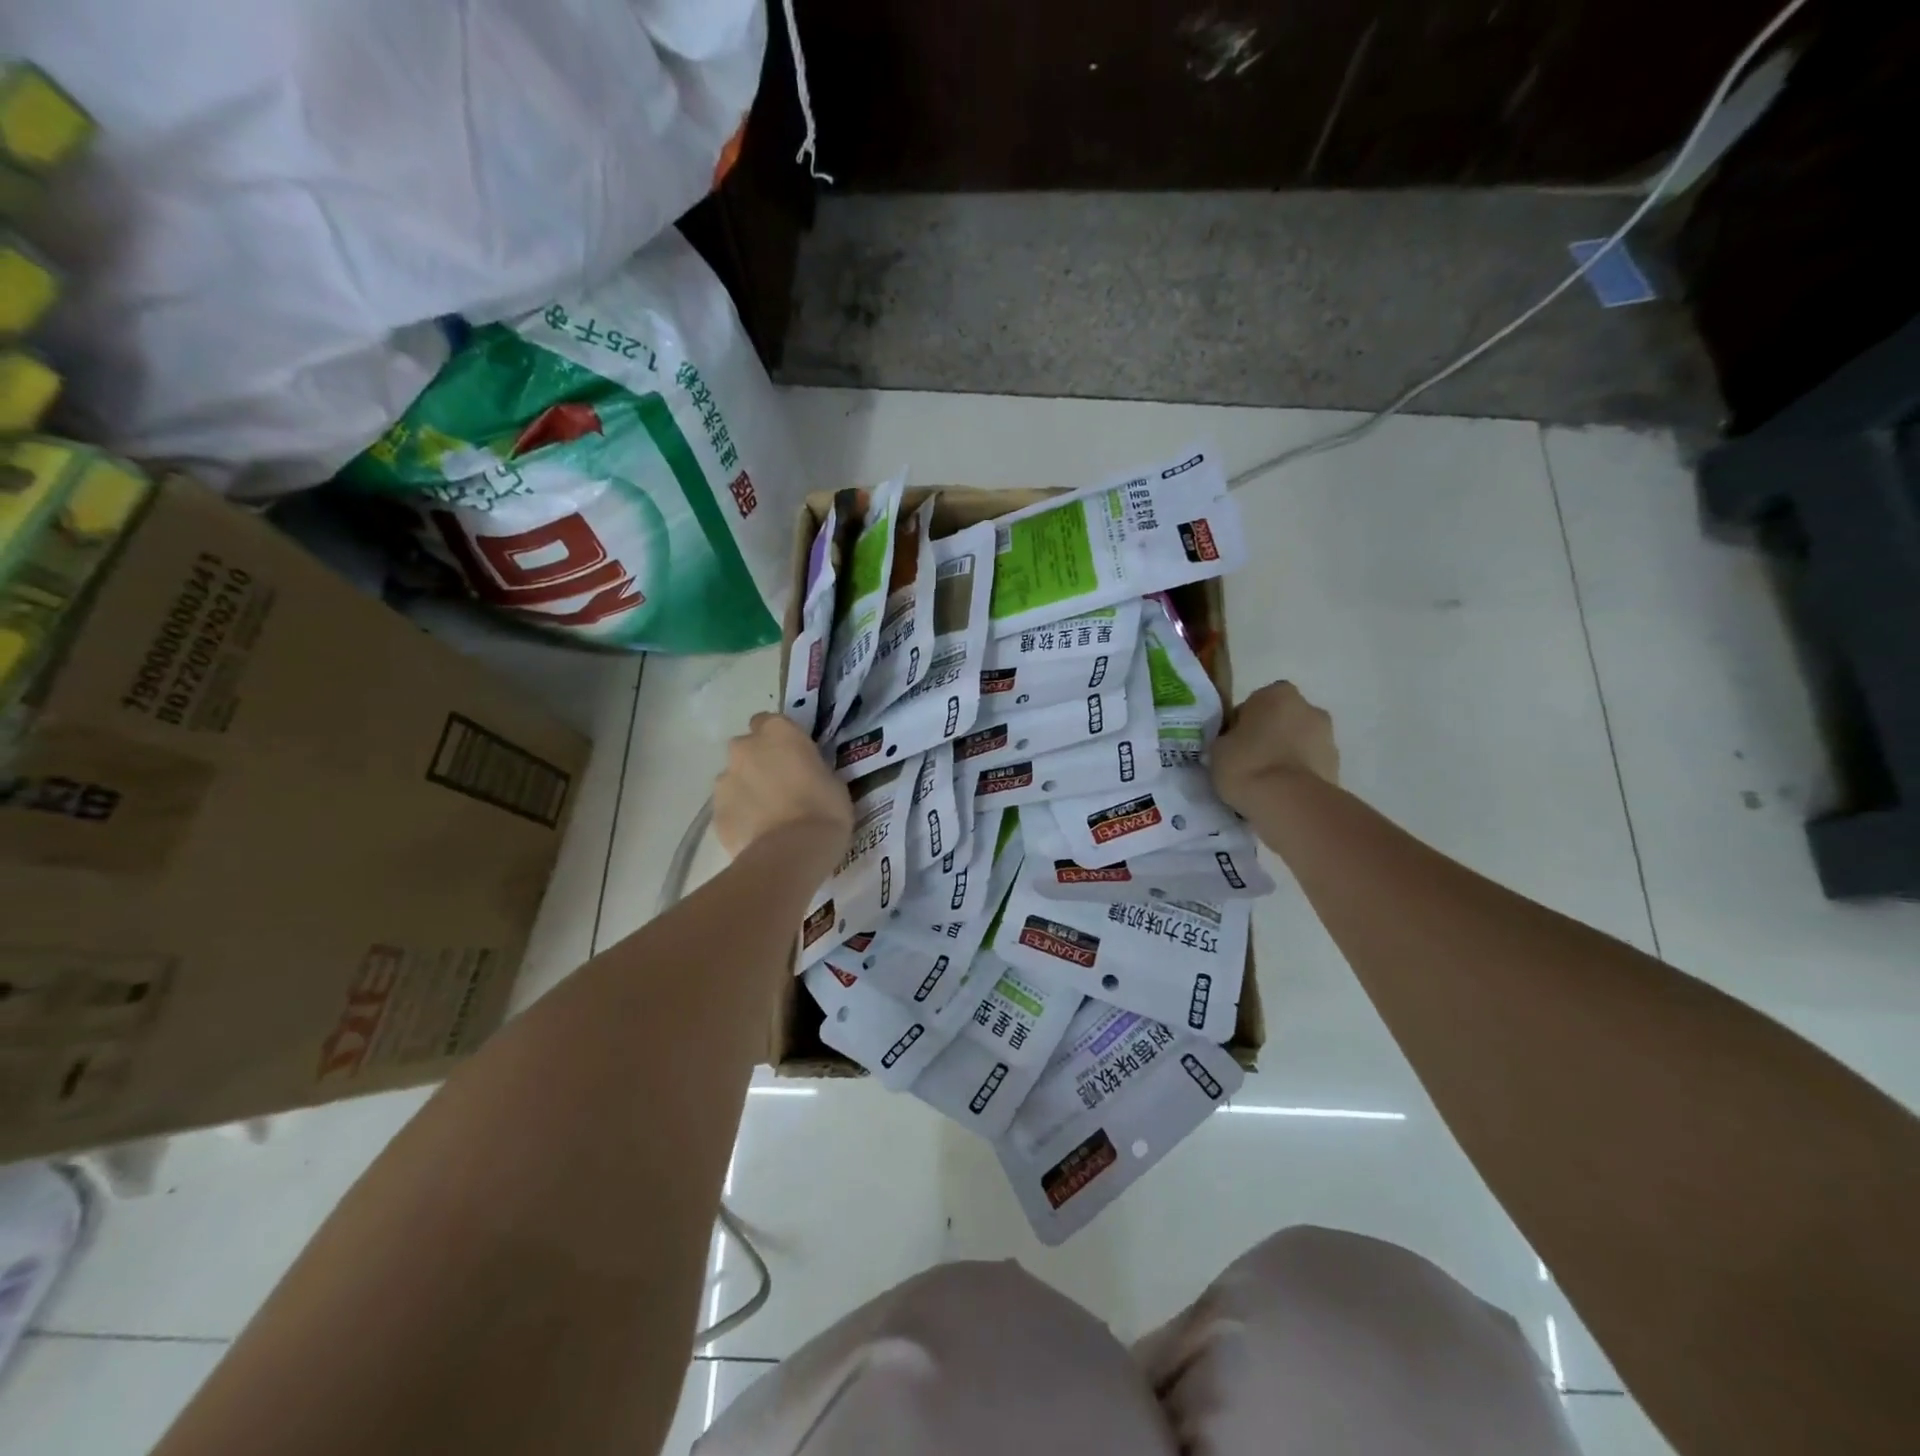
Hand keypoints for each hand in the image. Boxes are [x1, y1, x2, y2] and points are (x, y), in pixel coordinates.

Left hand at [713, 713, 853, 865]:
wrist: (792, 852)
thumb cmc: (824, 809)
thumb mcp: (833, 780)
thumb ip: (811, 768)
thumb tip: (805, 774)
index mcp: (778, 732)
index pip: (769, 721)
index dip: (780, 740)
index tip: (793, 758)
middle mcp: (744, 748)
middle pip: (747, 748)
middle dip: (759, 762)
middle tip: (781, 787)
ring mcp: (724, 780)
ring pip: (734, 778)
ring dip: (747, 789)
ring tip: (769, 816)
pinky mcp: (715, 812)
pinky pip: (729, 808)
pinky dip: (740, 816)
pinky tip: (758, 835)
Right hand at [1210, 680, 1339, 813]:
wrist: (1290, 802)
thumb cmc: (1247, 765)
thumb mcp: (1218, 748)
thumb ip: (1228, 738)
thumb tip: (1235, 742)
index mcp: (1276, 694)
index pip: (1254, 703)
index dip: (1243, 724)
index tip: (1233, 745)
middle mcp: (1308, 707)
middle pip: (1282, 719)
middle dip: (1270, 735)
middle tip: (1250, 761)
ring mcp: (1328, 736)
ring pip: (1299, 741)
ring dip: (1287, 754)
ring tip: (1267, 782)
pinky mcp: (1337, 765)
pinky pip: (1310, 764)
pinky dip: (1299, 773)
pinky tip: (1283, 792)